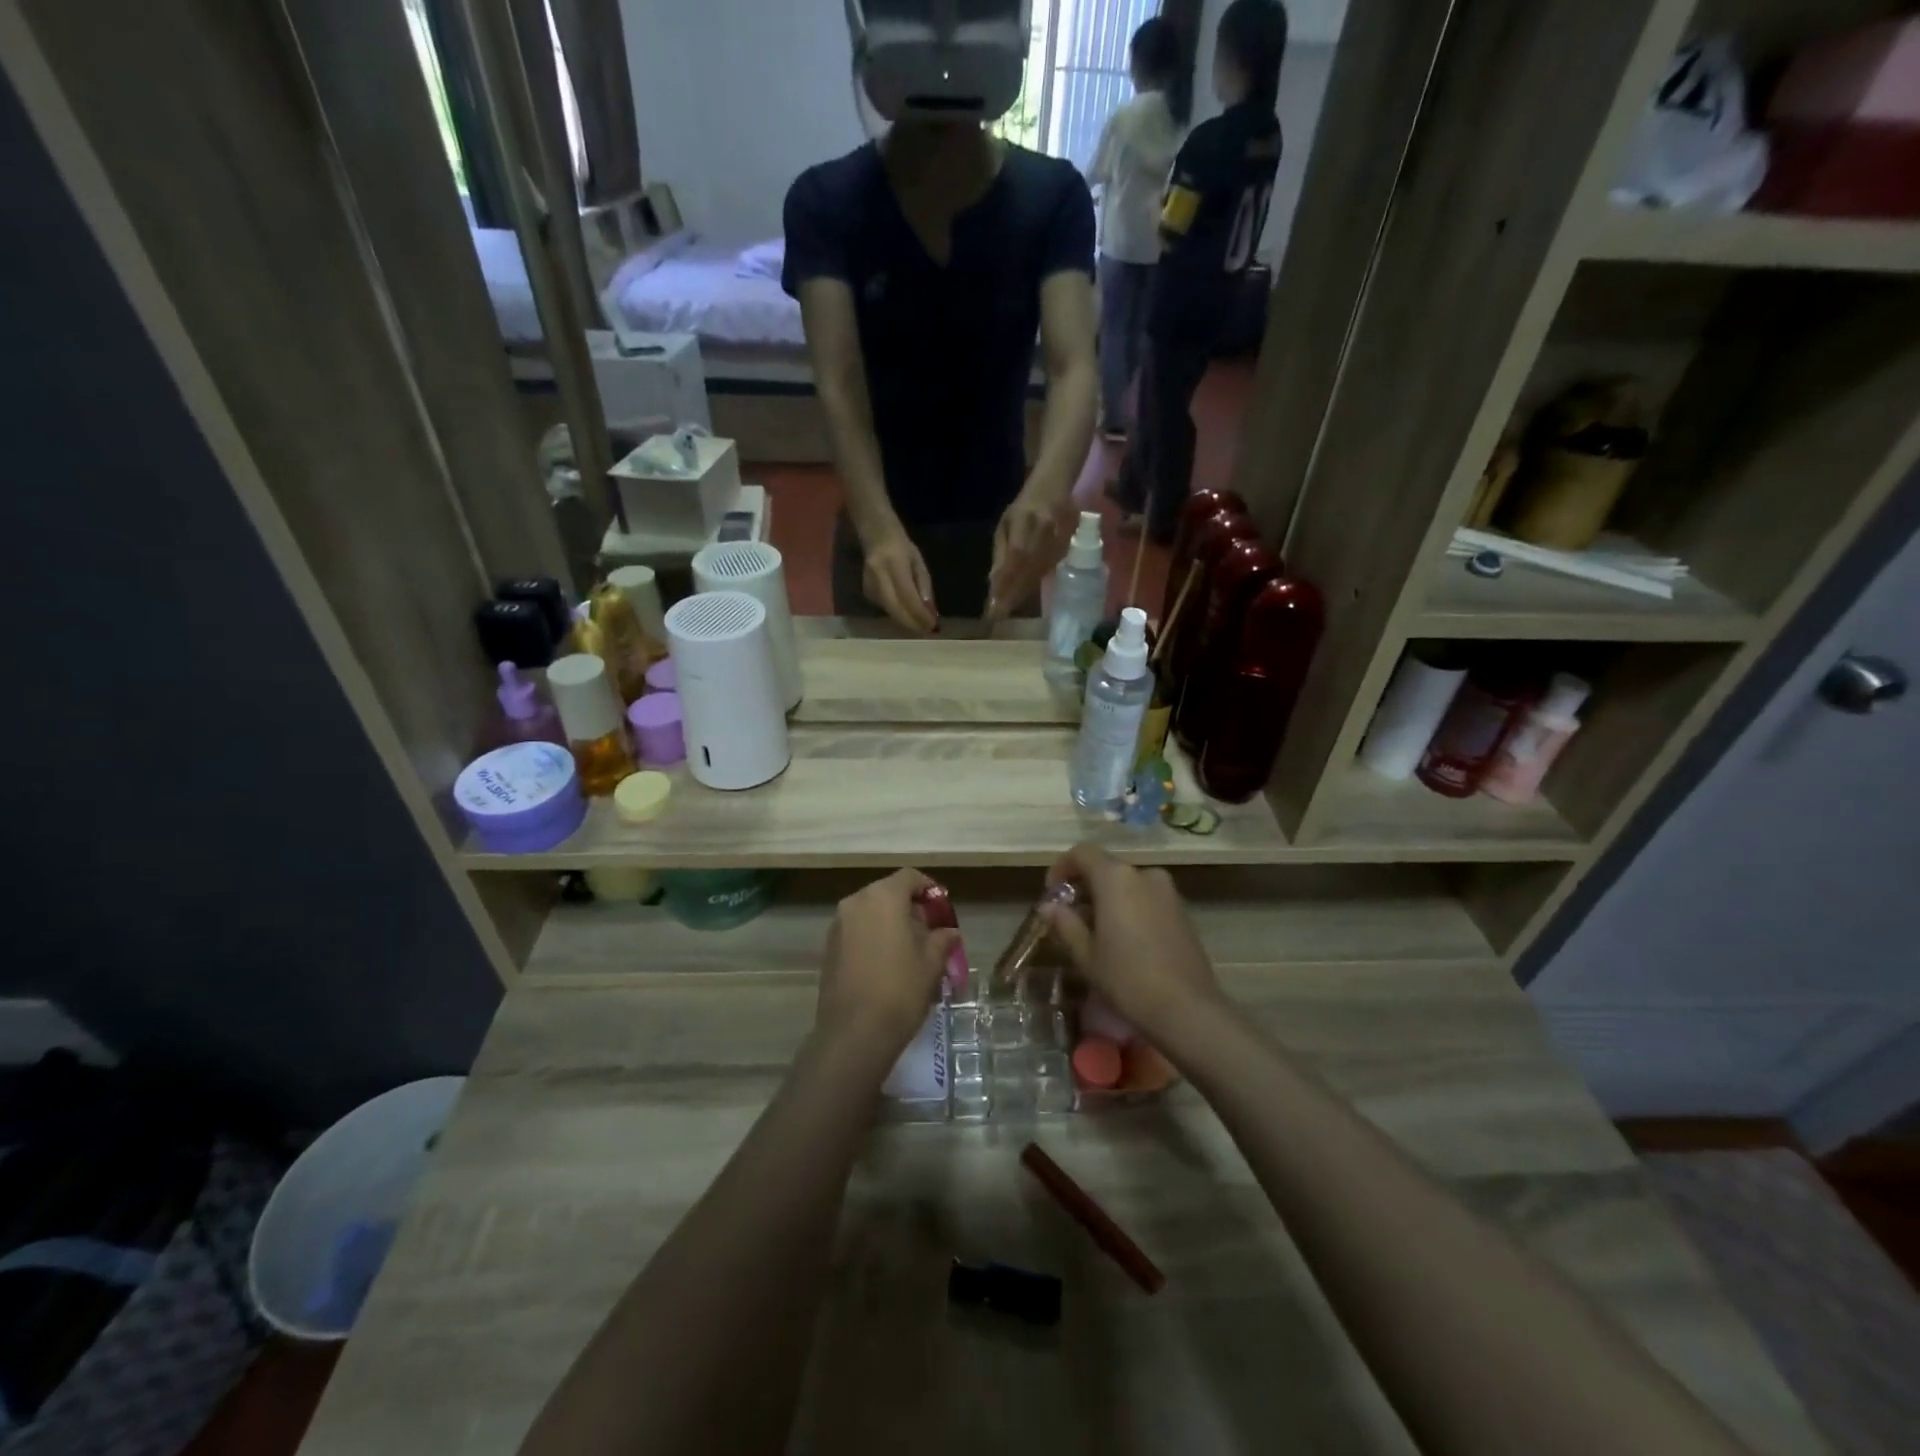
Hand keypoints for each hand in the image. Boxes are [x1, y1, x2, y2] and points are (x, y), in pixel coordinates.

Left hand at [817, 869, 963, 1061]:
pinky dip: (873, 936)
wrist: (854, 1033)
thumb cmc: (900, 989)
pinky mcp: (828, 947)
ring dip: (890, 922)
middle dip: (909, 907)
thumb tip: (949, 932)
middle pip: (887, 892)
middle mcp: (856, 902)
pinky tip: (887, 964)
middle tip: (929, 932)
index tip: (941, 909)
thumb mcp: (931, 963)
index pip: (909, 877)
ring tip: (909, 950)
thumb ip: (942, 939)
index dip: (929, 889)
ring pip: (870, 912)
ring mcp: (838, 925)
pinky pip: (857, 930)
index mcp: (883, 897)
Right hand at [860, 526, 937, 634]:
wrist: (874, 535)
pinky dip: (898, 614)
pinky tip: (906, 614)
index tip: (932, 625)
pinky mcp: (865, 592)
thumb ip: (924, 587)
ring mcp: (869, 584)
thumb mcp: (918, 562)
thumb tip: (929, 612)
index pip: (907, 595)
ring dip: (906, 620)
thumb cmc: (901, 546)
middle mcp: (878, 575)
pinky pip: (885, 608)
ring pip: (890, 611)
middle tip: (926, 631)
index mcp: (894, 563)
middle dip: (912, 623)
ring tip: (920, 625)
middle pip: (895, 608)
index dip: (919, 613)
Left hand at [987, 489, 1070, 621]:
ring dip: (1021, 593)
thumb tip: (993, 581)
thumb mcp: (1006, 523)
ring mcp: (1058, 540)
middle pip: (1027, 568)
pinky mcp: (1066, 549)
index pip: (1016, 555)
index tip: (993, 601)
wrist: (1054, 490)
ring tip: (1005, 610)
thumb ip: (1001, 551)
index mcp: (1025, 519)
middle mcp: (1044, 530)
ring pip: (1037, 573)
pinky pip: (1046, 572)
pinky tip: (1021, 598)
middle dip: (1011, 592)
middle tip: (996, 614)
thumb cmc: (1024, 507)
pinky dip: (1032, 586)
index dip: (1006, 579)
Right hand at [1041, 844, 1219, 1030]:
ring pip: (1128, 884)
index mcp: (1116, 878)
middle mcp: (1144, 875)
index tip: (1052, 893)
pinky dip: (1130, 907)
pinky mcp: (1182, 911)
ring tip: (1096, 931)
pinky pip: (1147, 898)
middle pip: (1106, 868)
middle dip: (1085, 886)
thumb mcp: (1087, 954)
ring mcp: (1168, 892)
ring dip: (1108, 898)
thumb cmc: (1127, 978)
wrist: (1187, 1008)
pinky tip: (1124, 939)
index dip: (1062, 867)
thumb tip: (1048, 907)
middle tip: (1070, 916)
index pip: (1083, 853)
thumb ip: (1065, 924)